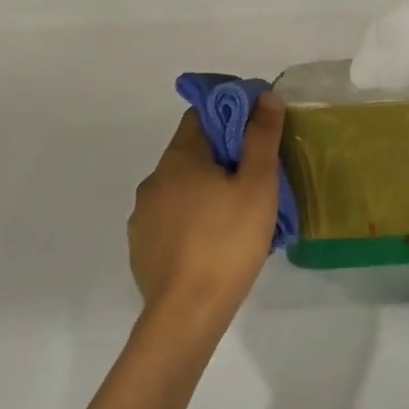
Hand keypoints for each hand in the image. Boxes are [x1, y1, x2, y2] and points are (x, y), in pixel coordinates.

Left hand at [128, 96, 285, 337]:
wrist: (187, 312)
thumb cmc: (228, 241)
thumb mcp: (258, 185)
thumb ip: (261, 137)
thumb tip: (265, 96)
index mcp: (179, 158)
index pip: (201, 115)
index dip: (230, 115)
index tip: (257, 133)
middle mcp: (154, 180)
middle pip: (192, 153)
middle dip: (224, 158)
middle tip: (258, 179)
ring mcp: (143, 215)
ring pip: (182, 188)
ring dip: (207, 191)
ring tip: (240, 216)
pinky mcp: (143, 246)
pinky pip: (172, 219)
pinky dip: (193, 220)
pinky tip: (215, 243)